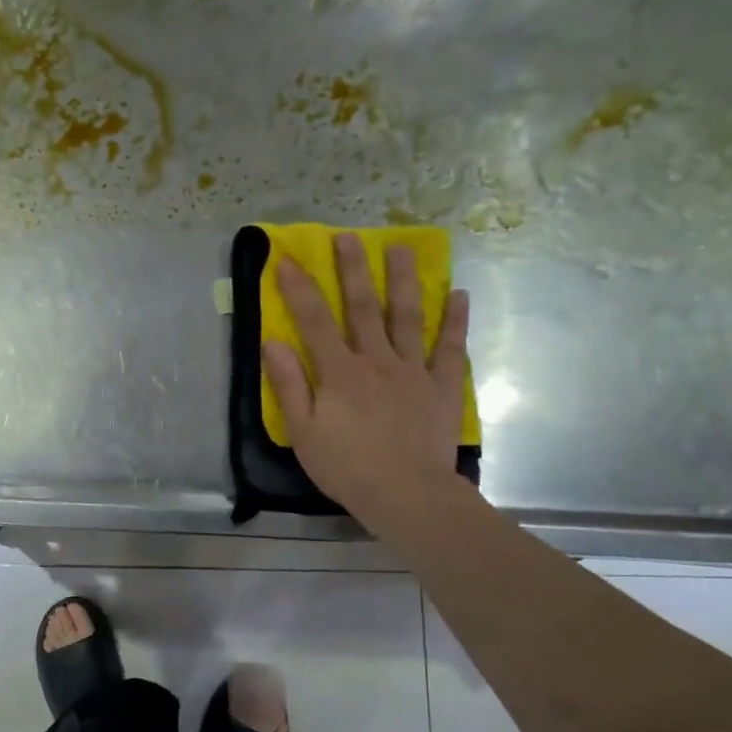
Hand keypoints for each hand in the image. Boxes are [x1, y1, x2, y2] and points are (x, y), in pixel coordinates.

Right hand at [262, 234, 469, 535]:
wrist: (407, 495)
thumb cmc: (347, 466)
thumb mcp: (303, 431)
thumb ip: (288, 384)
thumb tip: (272, 342)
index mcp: (339, 372)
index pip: (313, 320)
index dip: (299, 288)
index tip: (288, 258)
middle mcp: (376, 360)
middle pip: (363, 306)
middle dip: (353, 269)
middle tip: (349, 236)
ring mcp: (413, 370)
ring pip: (407, 317)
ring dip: (403, 280)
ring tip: (401, 247)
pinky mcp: (442, 387)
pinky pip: (450, 349)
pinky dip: (455, 321)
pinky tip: (459, 294)